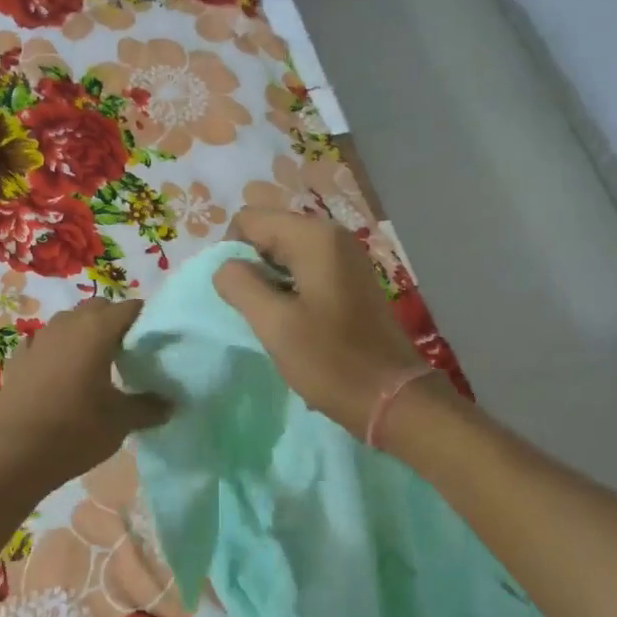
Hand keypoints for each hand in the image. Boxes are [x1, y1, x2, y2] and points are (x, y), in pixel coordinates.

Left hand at [0, 298, 170, 493]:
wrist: (13, 455)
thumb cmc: (75, 431)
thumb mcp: (121, 421)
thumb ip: (149, 407)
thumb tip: (170, 403)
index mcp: (97, 331)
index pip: (129, 308)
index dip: (145, 319)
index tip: (156, 339)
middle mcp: (67, 325)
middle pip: (97, 309)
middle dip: (114, 321)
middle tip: (129, 350)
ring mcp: (37, 340)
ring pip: (68, 322)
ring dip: (84, 332)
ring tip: (96, 362)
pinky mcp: (17, 359)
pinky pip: (43, 343)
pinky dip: (56, 350)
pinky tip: (60, 373)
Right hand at [214, 208, 425, 438]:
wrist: (391, 397)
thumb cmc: (330, 360)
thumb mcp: (274, 324)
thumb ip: (239, 285)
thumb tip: (225, 267)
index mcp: (313, 237)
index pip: (248, 219)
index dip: (232, 252)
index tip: (238, 294)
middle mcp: (332, 235)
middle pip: (268, 231)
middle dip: (252, 265)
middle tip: (254, 308)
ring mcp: (345, 256)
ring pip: (285, 251)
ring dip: (270, 279)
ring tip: (274, 317)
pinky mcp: (350, 278)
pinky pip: (305, 267)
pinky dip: (289, 286)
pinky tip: (295, 319)